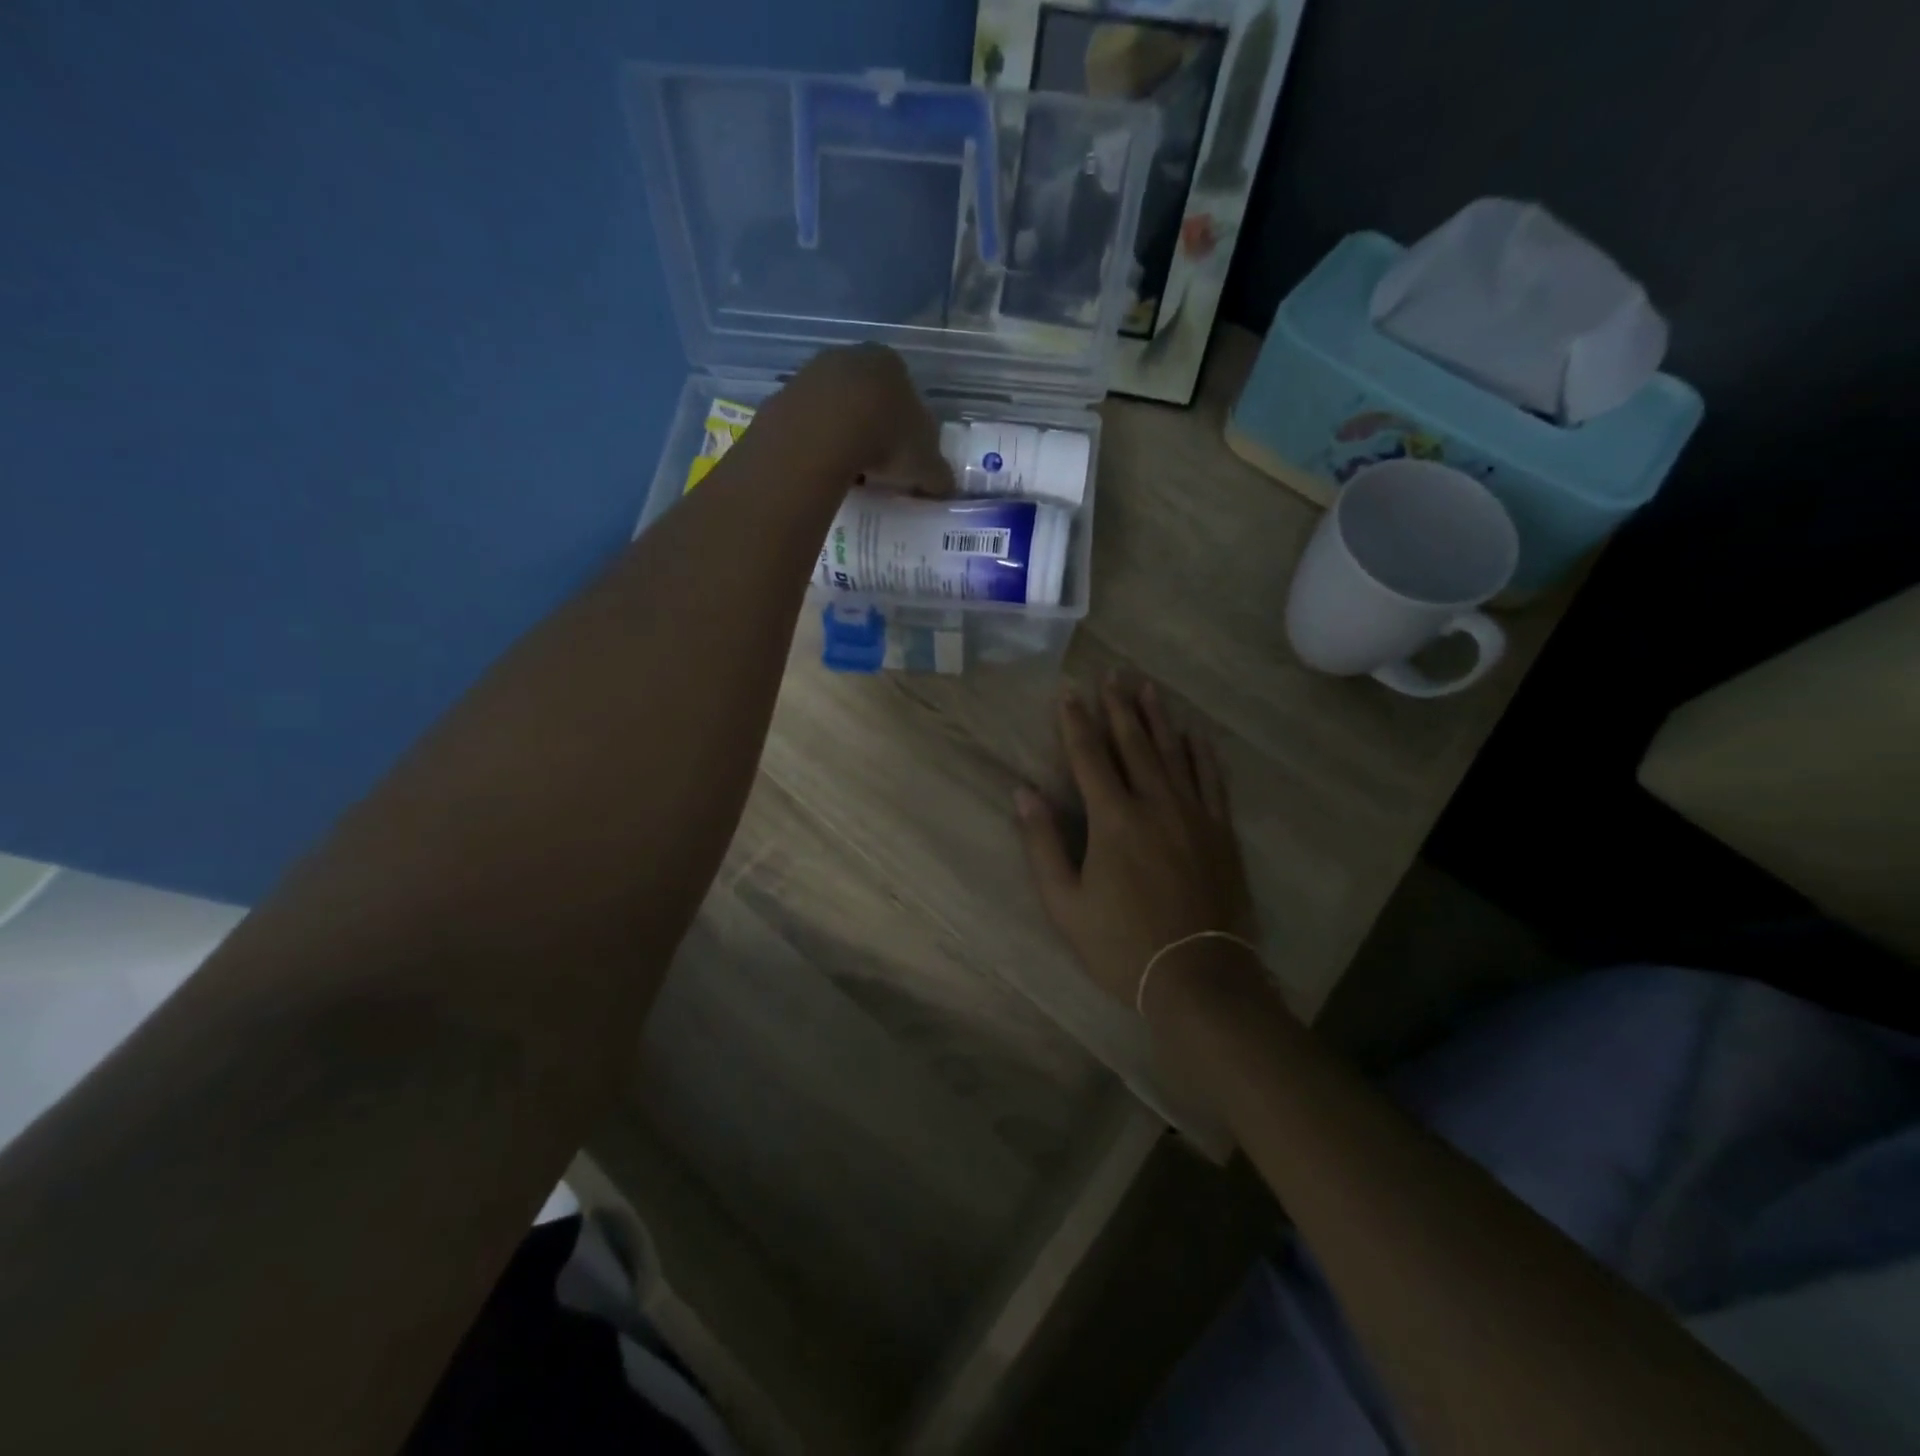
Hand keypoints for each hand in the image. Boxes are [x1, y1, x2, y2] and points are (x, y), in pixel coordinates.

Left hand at [764, 344, 954, 495]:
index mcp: (892, 363)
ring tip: (848, 471)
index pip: (906, 391)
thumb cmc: (886, 439)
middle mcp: (851, 357)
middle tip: (878, 466)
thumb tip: (945, 486)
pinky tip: (820, 467)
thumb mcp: (925, 464)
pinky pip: (806, 424)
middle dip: (873, 427)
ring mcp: (812, 372)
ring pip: (834, 407)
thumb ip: (938, 474)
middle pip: (867, 396)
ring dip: (842, 435)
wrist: (822, 434)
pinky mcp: (783, 395)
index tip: (906, 456)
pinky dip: (815, 443)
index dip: (908, 426)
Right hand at [1016, 676, 1254, 1010]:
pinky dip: (1202, 752)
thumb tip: (1022, 793)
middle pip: (1133, 744)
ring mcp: (1194, 814)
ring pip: (1174, 752)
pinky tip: (1196, 733)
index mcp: (1113, 819)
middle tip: (1113, 674)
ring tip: (1148, 687)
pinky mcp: (1220, 831)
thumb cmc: (1121, 944)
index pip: (1089, 757)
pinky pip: (1212, 779)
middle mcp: (1155, 803)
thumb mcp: (1065, 903)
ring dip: (1158, 718)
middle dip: (1119, 707)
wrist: (1198, 975)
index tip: (1068, 693)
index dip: (1075, 723)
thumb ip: (1042, 844)